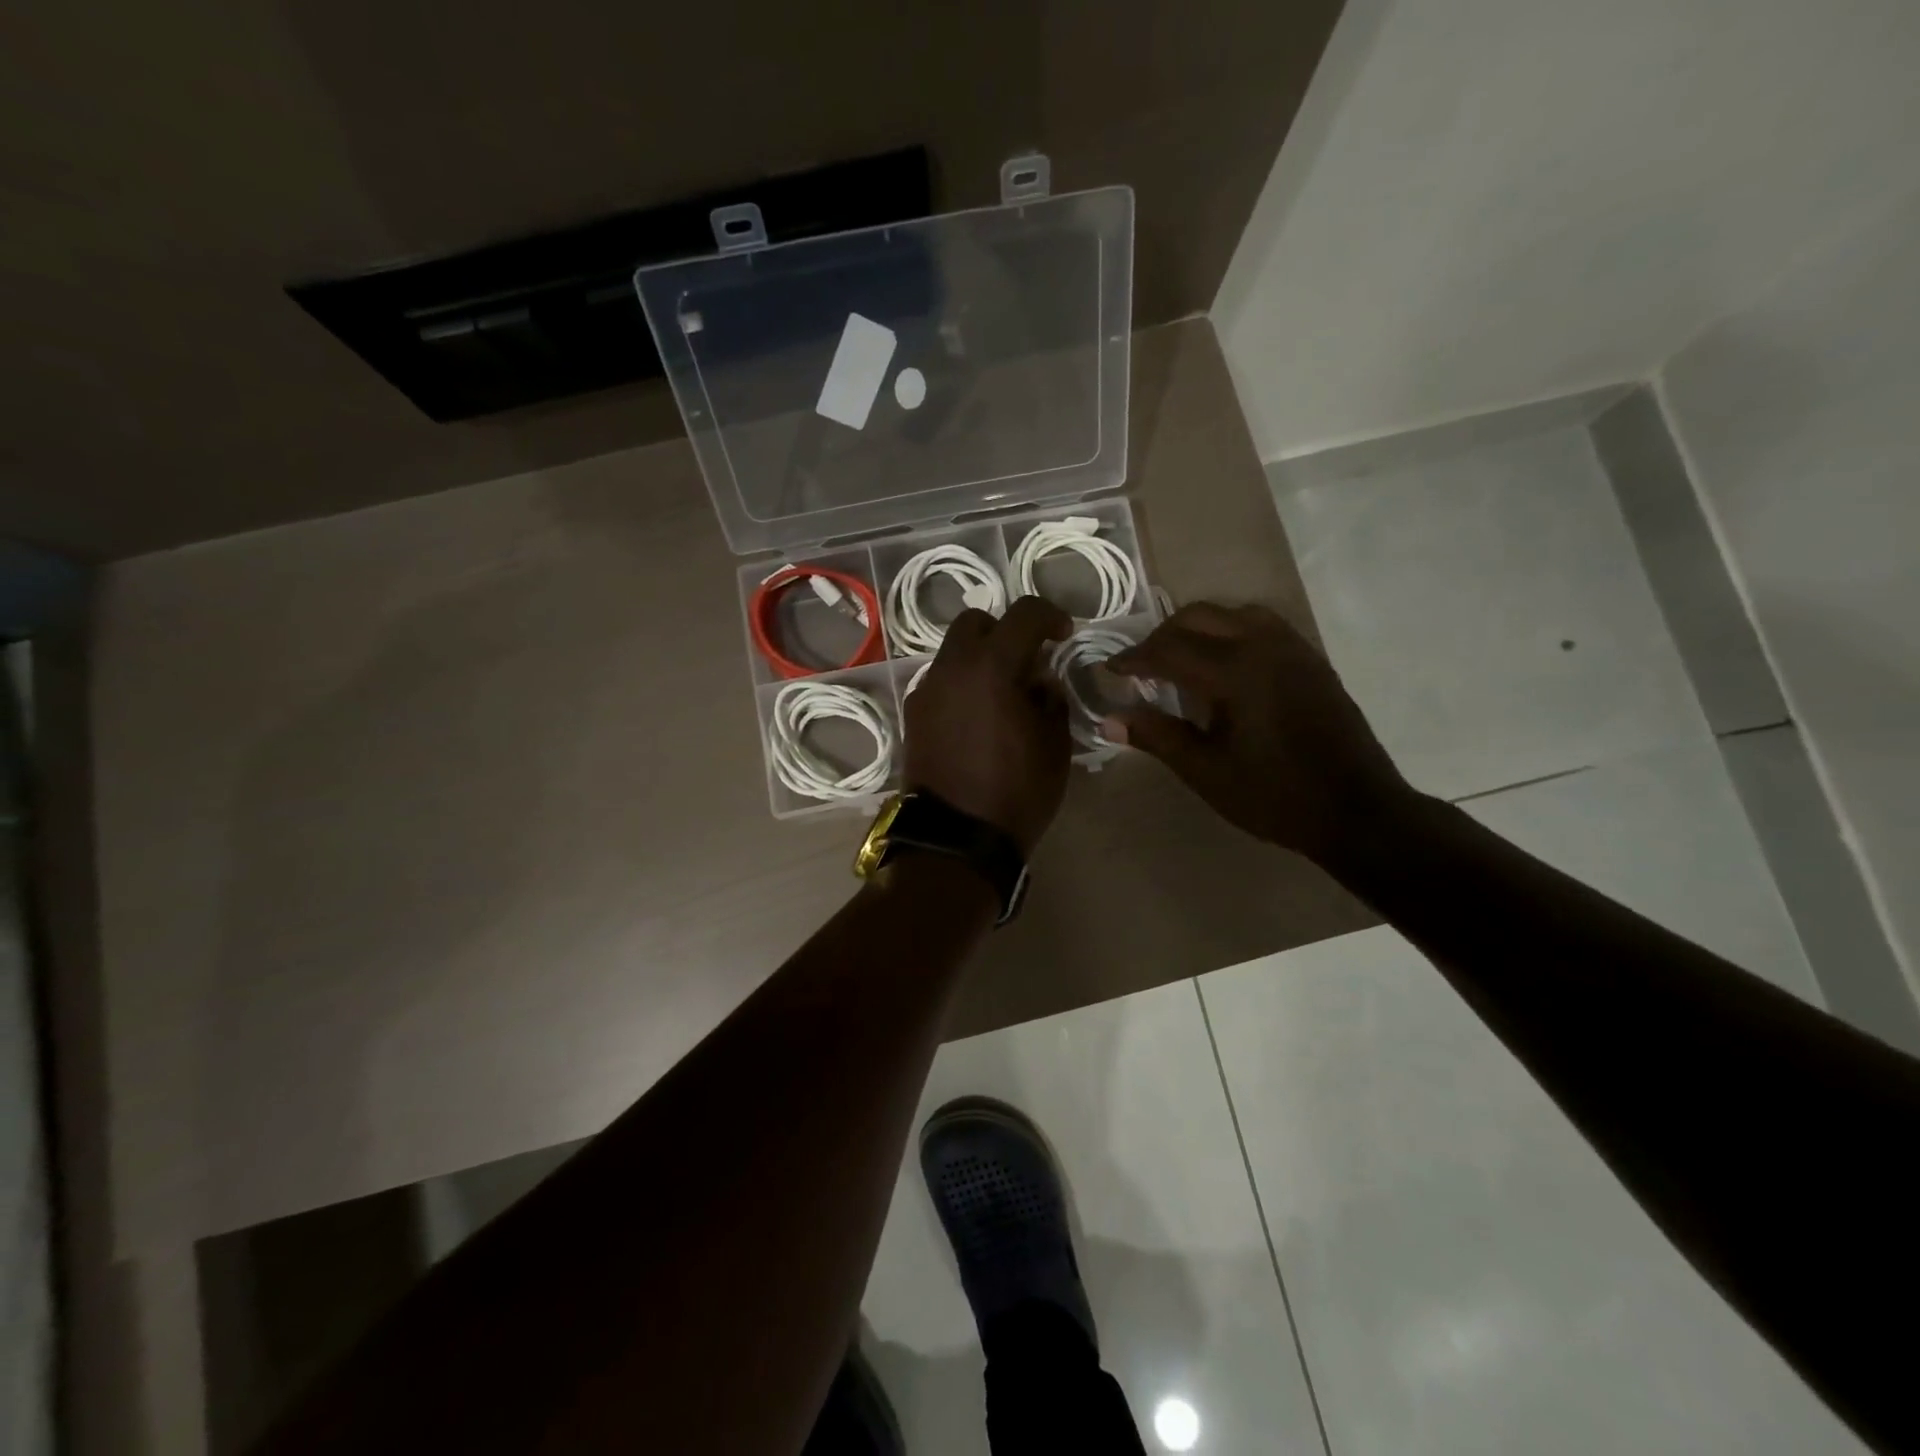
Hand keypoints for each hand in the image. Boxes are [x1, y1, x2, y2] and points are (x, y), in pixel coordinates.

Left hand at [904, 595, 1073, 854]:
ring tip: (1002, 695)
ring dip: (980, 659)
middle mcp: (951, 668)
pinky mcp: (913, 715)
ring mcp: (926, 691)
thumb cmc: (1016, 791)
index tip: (1063, 635)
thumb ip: (1051, 699)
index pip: (1023, 614)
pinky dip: (962, 685)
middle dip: (1005, 631)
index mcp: (991, 666)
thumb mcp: (1055, 745)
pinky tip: (978, 718)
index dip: (1050, 616)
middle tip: (1027, 661)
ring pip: (953, 653)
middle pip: (976, 623)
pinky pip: (941, 682)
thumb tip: (1040, 681)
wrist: (955, 839)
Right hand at [1105, 602, 1413, 859]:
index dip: (1133, 658)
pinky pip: (1262, 625)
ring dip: (1198, 628)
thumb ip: (1157, 737)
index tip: (1108, 669)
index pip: (1168, 649)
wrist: (1357, 811)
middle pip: (1198, 617)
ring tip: (1180, 660)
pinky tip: (1225, 665)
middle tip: (1141, 667)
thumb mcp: (1206, 772)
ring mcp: (1293, 648)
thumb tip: (1109, 720)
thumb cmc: (1274, 796)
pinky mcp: (1311, 660)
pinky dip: (1230, 632)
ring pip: (1232, 613)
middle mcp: (1264, 646)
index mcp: (1235, 672)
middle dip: (1162, 636)